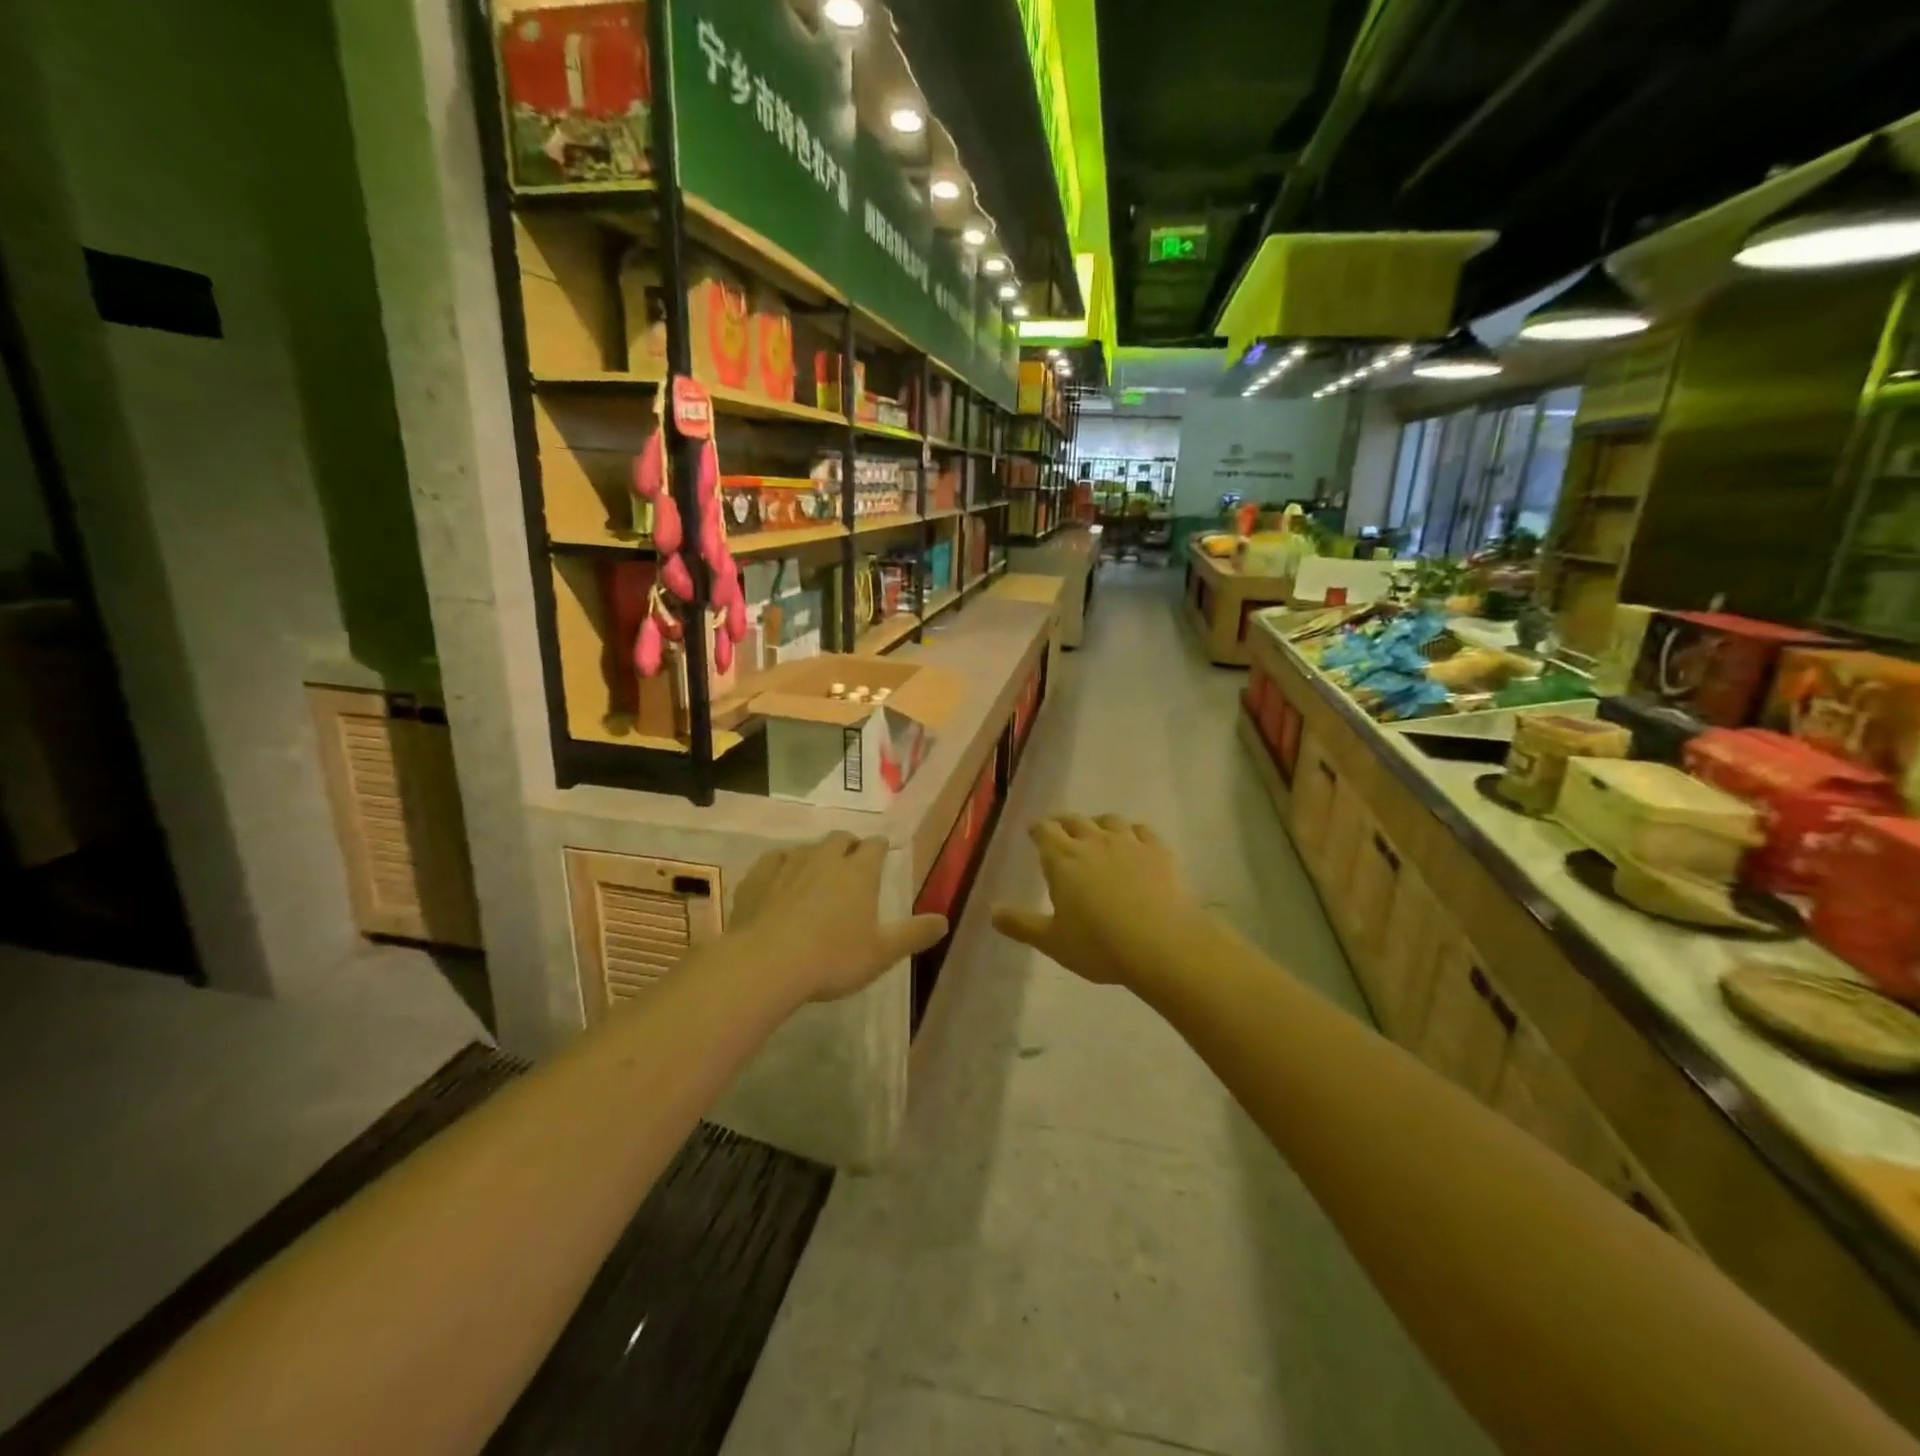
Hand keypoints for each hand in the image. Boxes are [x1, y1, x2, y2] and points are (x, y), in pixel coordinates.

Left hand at [729, 833, 947, 1004]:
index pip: (875, 846)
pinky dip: (781, 864)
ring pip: (807, 847)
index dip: (880, 848)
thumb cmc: (832, 959)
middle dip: (848, 845)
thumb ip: (914, 934)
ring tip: (816, 873)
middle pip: (840, 838)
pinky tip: (780, 877)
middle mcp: (826, 858)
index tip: (882, 852)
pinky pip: (773, 859)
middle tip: (851, 861)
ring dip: (815, 855)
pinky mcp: (758, 877)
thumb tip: (944, 920)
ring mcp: (789, 864)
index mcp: (859, 872)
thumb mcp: (882, 953)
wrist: (767, 964)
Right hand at [992, 815, 1214, 989]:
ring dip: (1098, 824)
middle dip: (1064, 824)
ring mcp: (1130, 843)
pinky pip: (1143, 831)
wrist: (1163, 946)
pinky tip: (1135, 842)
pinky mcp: (1159, 852)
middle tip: (1060, 832)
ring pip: (1110, 821)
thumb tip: (992, 912)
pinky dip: (1133, 833)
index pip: (1045, 830)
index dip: (1038, 829)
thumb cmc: (1100, 946)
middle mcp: (1094, 842)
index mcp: (1063, 859)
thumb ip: (1021, 924)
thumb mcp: (1053, 941)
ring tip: (1097, 834)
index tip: (1034, 832)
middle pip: (1075, 821)